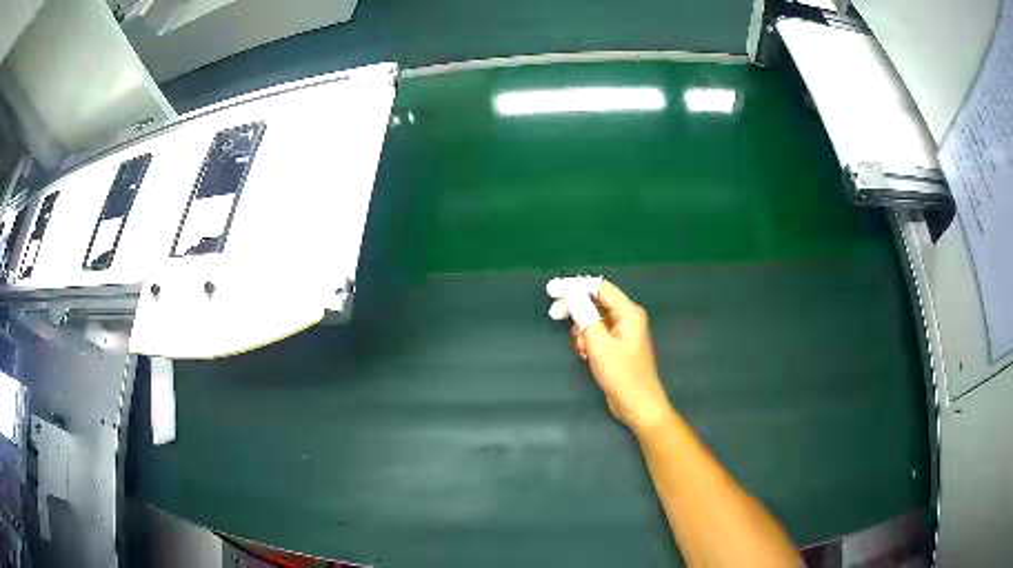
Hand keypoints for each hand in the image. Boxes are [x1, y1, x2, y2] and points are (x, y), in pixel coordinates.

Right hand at [569, 281, 672, 431]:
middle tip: (554, 315)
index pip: (599, 287)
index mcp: (628, 312)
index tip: (551, 291)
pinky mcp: (616, 346)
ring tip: (582, 348)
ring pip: (593, 319)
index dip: (575, 286)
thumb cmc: (622, 376)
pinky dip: (587, 340)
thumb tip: (570, 294)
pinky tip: (586, 355)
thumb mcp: (600, 345)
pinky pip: (596, 333)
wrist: (638, 406)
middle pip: (595, 301)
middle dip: (575, 309)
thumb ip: (585, 316)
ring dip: (581, 330)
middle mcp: (626, 317)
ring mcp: (622, 332)